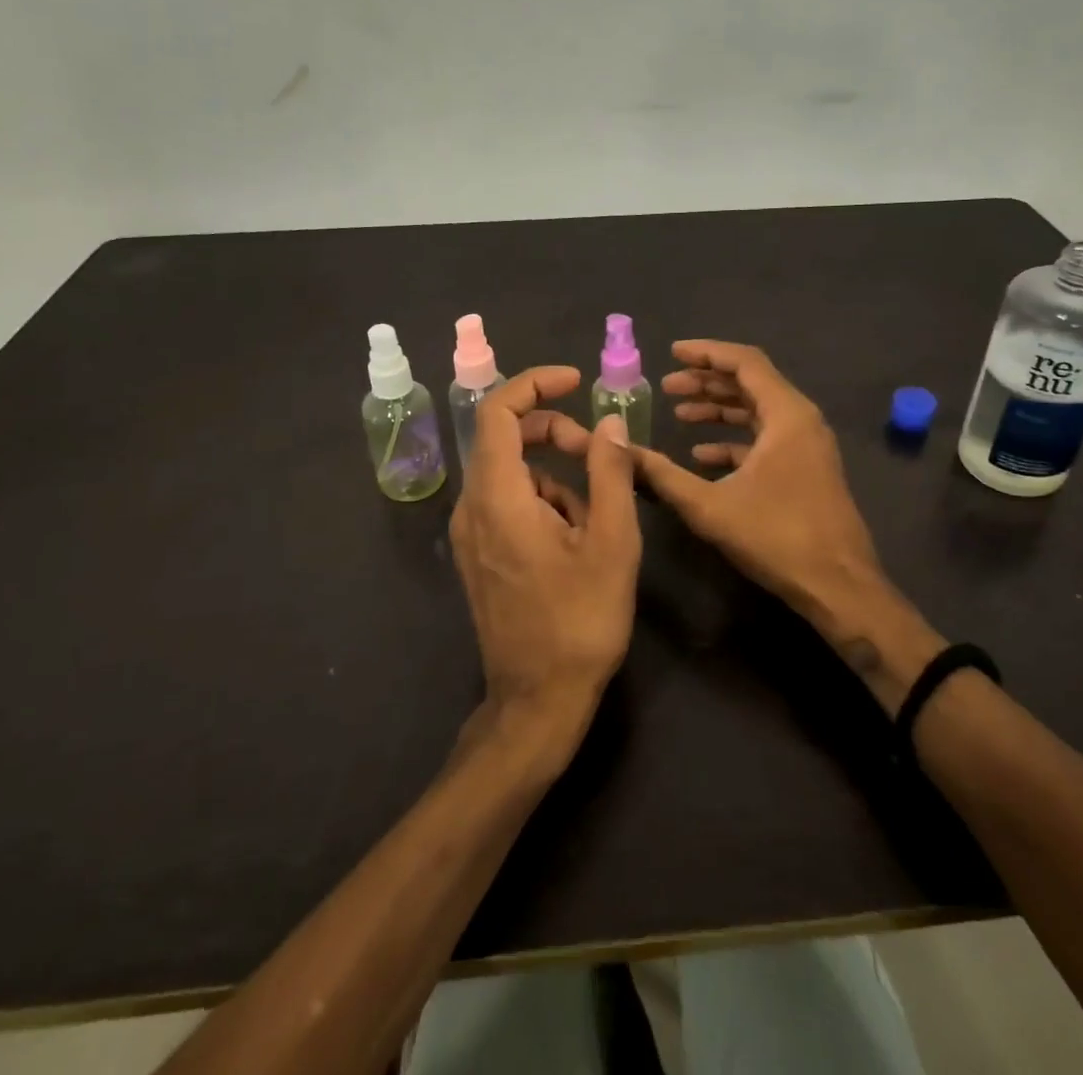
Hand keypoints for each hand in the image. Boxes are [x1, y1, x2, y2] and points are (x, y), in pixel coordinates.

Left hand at [449, 368, 641, 736]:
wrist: (537, 700)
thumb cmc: (580, 620)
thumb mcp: (612, 542)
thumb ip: (610, 473)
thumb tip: (608, 423)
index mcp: (498, 496)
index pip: (498, 411)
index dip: (535, 384)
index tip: (575, 381)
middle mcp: (472, 506)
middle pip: (505, 439)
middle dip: (555, 432)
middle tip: (600, 453)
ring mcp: (471, 534)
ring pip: (512, 474)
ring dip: (556, 475)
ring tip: (598, 516)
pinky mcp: (478, 555)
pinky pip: (508, 503)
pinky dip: (543, 502)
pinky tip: (575, 541)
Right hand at [630, 341, 886, 621]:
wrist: (838, 586)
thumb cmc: (777, 537)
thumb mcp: (710, 506)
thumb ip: (662, 475)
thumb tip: (620, 450)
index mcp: (787, 414)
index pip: (745, 362)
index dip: (706, 353)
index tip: (671, 353)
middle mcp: (801, 420)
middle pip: (751, 383)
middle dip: (707, 381)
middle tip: (668, 387)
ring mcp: (807, 445)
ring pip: (758, 411)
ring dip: (719, 409)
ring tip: (680, 413)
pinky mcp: (806, 468)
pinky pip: (766, 439)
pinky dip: (734, 440)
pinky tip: (702, 456)